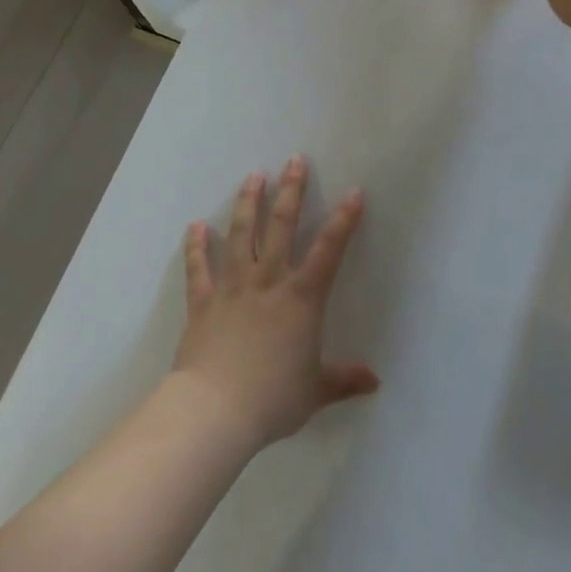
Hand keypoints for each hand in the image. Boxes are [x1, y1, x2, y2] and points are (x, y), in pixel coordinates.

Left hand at [172, 158, 378, 451]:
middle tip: (294, 160)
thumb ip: (343, 379)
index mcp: (301, 298)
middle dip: (290, 190)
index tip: (355, 192)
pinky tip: (195, 226)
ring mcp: (233, 287)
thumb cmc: (272, 398)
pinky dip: (196, 246)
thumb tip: (375, 382)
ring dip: (248, 203)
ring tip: (253, 176)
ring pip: (242, 234)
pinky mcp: (203, 301)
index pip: (329, 250)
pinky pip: (199, 268)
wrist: (215, 411)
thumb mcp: (315, 391)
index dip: (344, 220)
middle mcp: (268, 281)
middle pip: (281, 226)